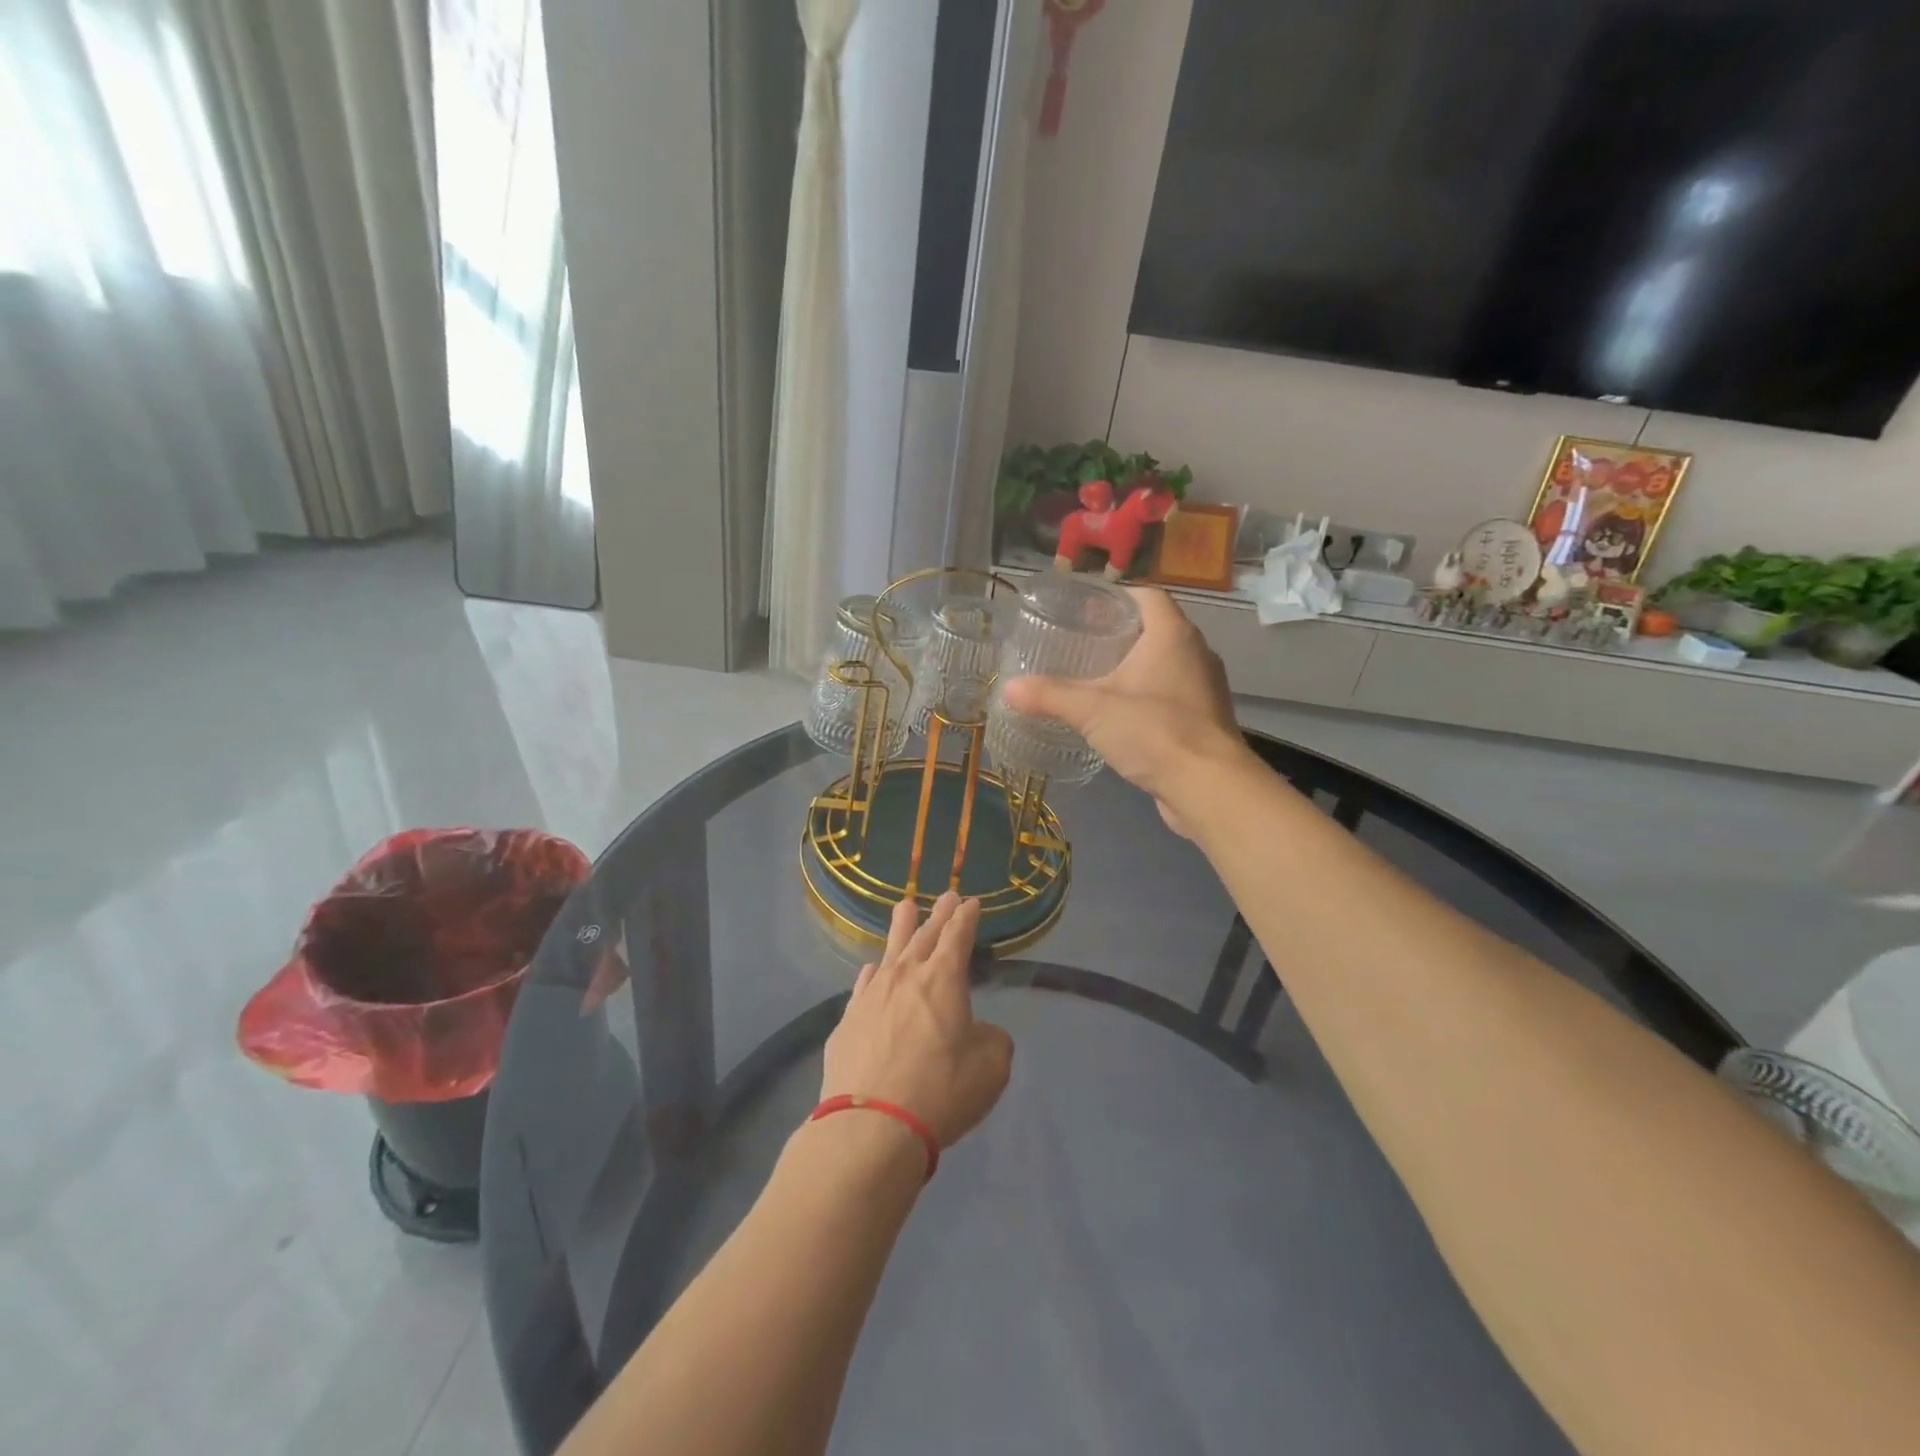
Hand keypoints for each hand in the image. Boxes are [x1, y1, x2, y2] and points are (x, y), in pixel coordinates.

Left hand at [821, 893, 1012, 1148]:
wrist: (871, 1125)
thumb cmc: (940, 1090)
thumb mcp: (990, 1068)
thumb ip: (992, 1040)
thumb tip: (980, 1033)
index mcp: (944, 979)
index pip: (958, 936)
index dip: (966, 917)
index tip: (971, 902)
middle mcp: (906, 976)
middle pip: (924, 935)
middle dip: (939, 915)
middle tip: (947, 896)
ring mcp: (871, 996)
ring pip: (889, 951)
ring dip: (901, 928)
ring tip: (905, 907)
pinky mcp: (847, 1021)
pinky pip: (864, 984)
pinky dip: (873, 972)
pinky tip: (872, 969)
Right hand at [1001, 587, 1250, 834]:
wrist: (1208, 786)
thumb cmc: (1153, 731)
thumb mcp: (1091, 710)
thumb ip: (1049, 695)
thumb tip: (1008, 688)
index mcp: (1173, 634)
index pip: (1148, 595)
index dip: (1118, 596)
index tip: (1086, 609)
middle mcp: (1196, 652)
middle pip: (1157, 628)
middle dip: (1121, 632)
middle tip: (1082, 642)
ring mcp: (1205, 687)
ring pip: (1167, 663)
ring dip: (1137, 665)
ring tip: (1098, 677)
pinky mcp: (1206, 718)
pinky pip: (1173, 694)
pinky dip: (1150, 695)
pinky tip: (1123, 714)